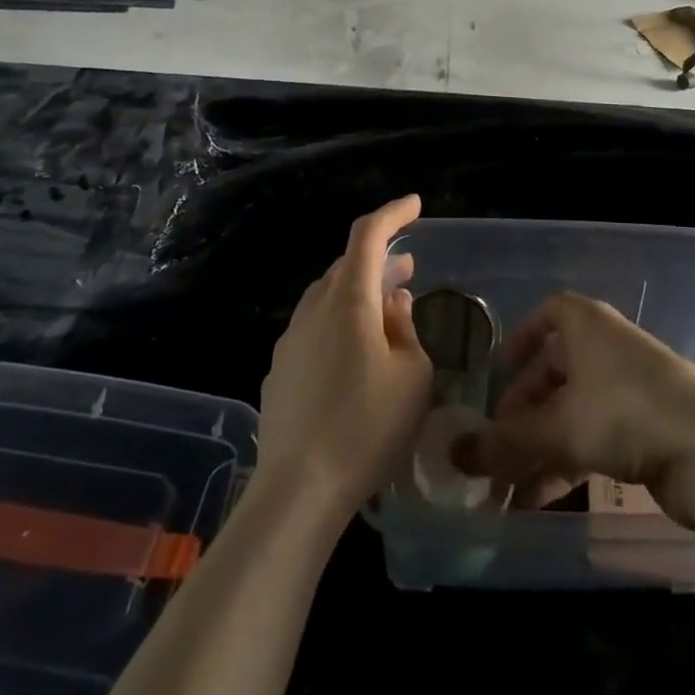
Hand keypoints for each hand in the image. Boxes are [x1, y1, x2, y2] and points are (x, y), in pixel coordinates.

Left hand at [253, 195, 433, 529]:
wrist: (297, 490)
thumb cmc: (367, 428)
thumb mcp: (412, 377)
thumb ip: (406, 329)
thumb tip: (394, 303)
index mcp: (348, 300)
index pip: (368, 235)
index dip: (393, 214)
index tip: (415, 204)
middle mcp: (314, 309)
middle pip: (347, 266)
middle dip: (379, 259)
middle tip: (408, 266)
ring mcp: (291, 339)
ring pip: (328, 297)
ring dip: (359, 292)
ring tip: (386, 306)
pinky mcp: (279, 370)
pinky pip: (315, 328)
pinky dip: (340, 322)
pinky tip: (354, 354)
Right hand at [454, 292, 694, 528]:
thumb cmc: (626, 413)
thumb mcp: (558, 429)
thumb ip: (505, 444)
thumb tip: (453, 455)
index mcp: (588, 326)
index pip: (551, 313)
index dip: (523, 336)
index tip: (500, 368)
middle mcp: (609, 348)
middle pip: (557, 370)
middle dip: (524, 408)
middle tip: (498, 443)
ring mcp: (633, 387)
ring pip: (574, 409)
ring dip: (542, 445)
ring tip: (511, 486)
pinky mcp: (650, 426)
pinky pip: (596, 435)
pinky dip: (569, 460)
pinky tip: (544, 499)